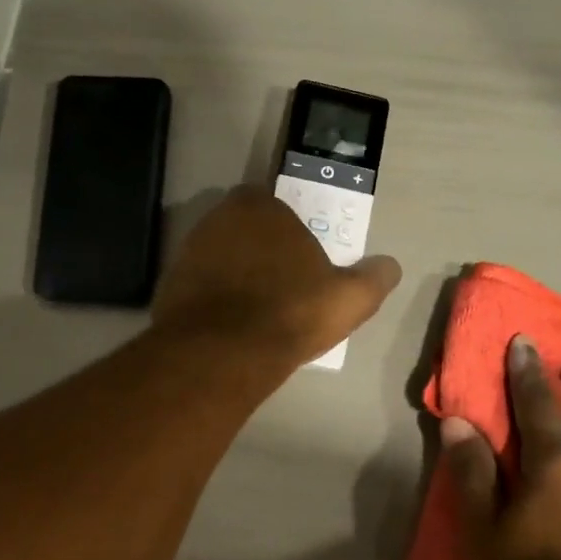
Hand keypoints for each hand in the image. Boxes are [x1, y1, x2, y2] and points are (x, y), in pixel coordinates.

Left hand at [152, 187, 401, 365]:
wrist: (223, 352)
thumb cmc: (291, 312)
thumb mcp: (350, 298)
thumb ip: (374, 278)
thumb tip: (390, 266)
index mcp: (262, 206)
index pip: (280, 208)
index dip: (293, 235)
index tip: (304, 266)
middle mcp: (219, 218)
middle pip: (248, 232)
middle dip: (263, 253)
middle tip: (282, 288)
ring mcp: (189, 250)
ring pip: (222, 257)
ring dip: (237, 276)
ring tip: (257, 311)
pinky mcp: (170, 284)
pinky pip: (201, 286)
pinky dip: (214, 299)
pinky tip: (230, 326)